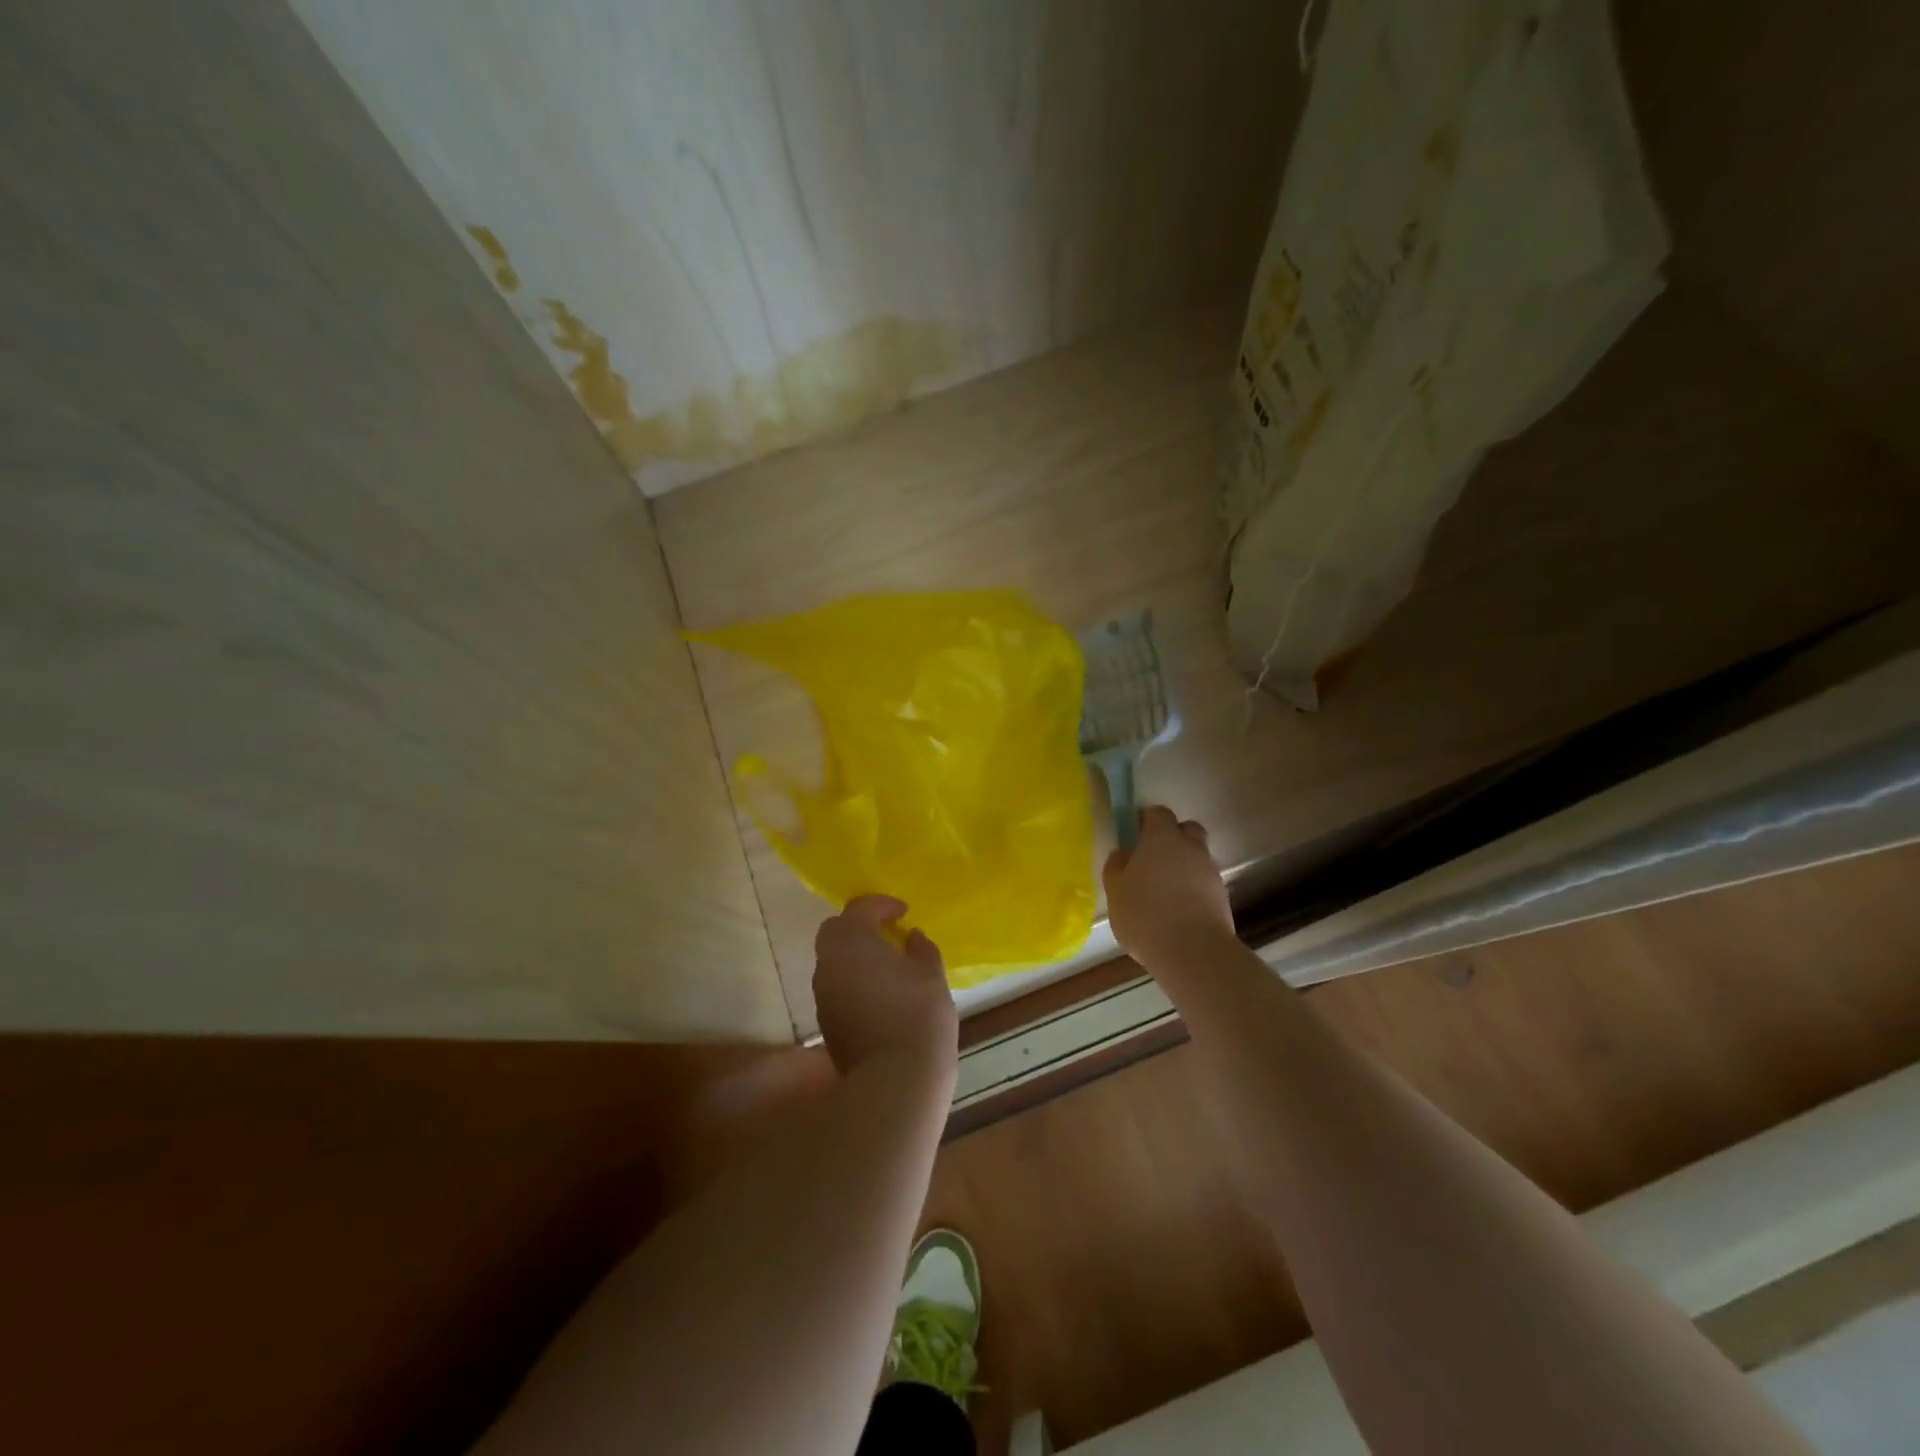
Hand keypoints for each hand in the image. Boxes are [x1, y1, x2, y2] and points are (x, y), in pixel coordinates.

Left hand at [813, 896, 957, 1080]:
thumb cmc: (918, 1016)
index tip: (903, 911)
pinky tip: (880, 994)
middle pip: (836, 931)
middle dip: (859, 927)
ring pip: (833, 961)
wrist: (894, 1081)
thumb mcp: (931, 974)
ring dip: (855, 956)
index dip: (882, 905)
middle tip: (887, 932)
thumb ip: (920, 948)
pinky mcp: (826, 1022)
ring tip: (887, 964)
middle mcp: (828, 962)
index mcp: (852, 940)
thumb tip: (911, 937)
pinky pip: (837, 987)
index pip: (861, 908)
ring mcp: (823, 994)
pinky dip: (853, 981)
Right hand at [1103, 806, 1234, 973]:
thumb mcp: (1116, 892)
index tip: (1136, 833)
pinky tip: (1179, 910)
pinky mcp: (1223, 897)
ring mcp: (1211, 872)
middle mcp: (1191, 848)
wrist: (1193, 951)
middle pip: (1187, 830)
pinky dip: (1194, 889)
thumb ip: (1116, 868)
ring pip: (1198, 858)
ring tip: (1165, 891)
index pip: (1159, 813)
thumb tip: (1122, 854)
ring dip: (1184, 866)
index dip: (1147, 820)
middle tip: (1154, 857)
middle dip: (1174, 837)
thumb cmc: (1145, 914)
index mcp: (1162, 838)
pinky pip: (1205, 883)